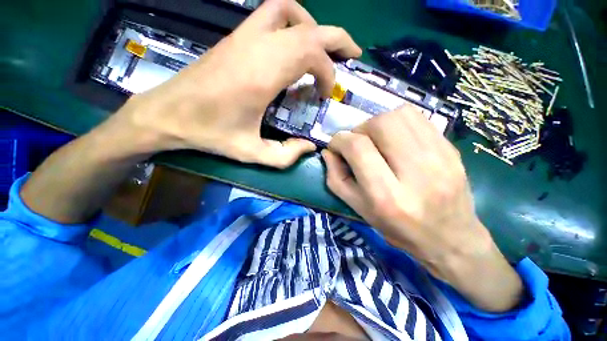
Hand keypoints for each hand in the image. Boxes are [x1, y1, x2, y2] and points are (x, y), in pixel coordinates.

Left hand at [106, 0, 360, 167]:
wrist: (168, 113)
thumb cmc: (210, 134)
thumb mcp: (252, 153)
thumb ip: (285, 156)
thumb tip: (309, 147)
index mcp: (262, 75)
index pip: (311, 55)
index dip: (327, 73)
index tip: (324, 95)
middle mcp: (257, 47)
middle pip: (309, 28)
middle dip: (336, 40)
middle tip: (352, 54)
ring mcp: (244, 36)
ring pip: (289, 11)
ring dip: (313, 26)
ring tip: (323, 48)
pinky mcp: (235, 37)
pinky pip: (271, 13)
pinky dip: (292, 22)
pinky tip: (294, 44)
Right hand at [322, 105, 522, 311]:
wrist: (454, 241)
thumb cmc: (399, 232)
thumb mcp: (358, 210)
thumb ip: (338, 178)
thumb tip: (331, 153)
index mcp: (388, 194)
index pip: (357, 147)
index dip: (340, 140)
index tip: (335, 144)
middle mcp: (415, 172)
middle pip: (381, 125)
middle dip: (361, 128)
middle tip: (357, 141)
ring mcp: (440, 158)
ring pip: (401, 115)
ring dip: (379, 122)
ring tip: (375, 138)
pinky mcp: (451, 150)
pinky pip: (420, 120)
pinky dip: (399, 122)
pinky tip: (395, 138)